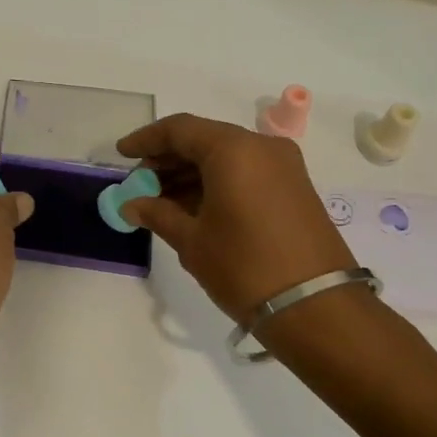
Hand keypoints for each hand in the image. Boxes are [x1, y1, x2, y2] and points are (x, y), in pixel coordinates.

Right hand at [116, 114, 353, 319]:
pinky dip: (216, 183)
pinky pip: (246, 172)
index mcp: (234, 149)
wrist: (315, 306)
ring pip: (226, 157)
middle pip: (205, 140)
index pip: (180, 129)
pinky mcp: (294, 188)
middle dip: (168, 160)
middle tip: (139, 185)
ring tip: (160, 201)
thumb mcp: (192, 241)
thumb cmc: (244, 266)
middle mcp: (262, 147)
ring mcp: (283, 167)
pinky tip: (192, 208)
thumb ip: (158, 214)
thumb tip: (131, 205)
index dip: (146, 139)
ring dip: (191, 174)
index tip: (121, 154)